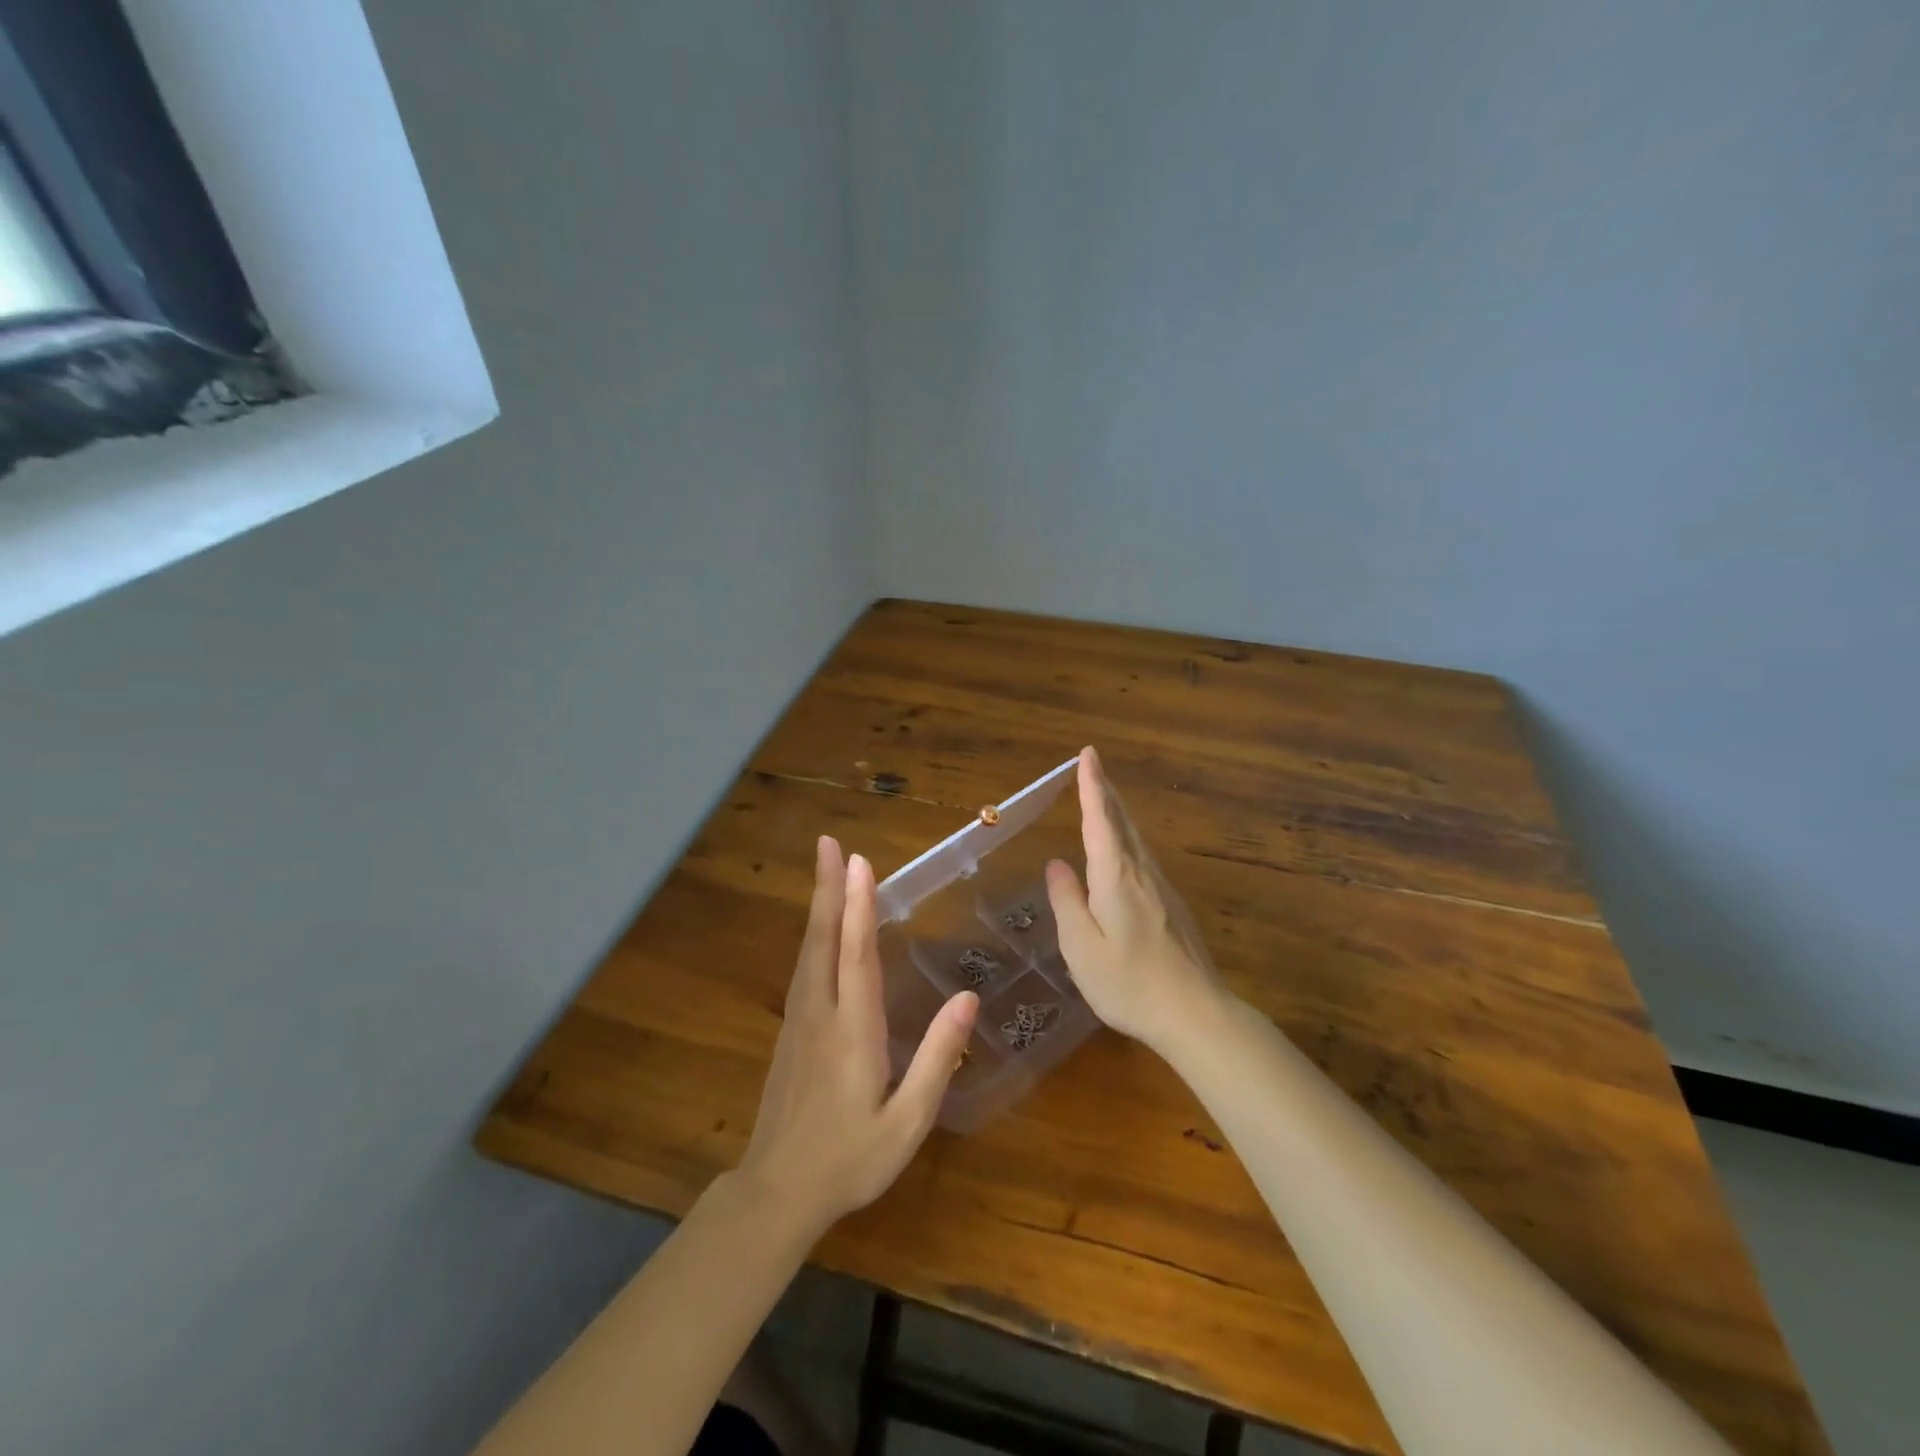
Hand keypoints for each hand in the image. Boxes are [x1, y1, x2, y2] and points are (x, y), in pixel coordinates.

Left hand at [737, 838, 978, 1238]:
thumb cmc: (850, 1159)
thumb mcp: (906, 1121)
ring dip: (819, 904)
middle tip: (828, 844)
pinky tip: (821, 924)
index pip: (856, 956)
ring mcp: (799, 1019)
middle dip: (829, 888)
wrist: (777, 1191)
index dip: (860, 906)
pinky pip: (803, 967)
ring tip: (826, 867)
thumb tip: (968, 998)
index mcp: (852, 1032)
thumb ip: (937, 1059)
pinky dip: (814, 934)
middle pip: (823, 939)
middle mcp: (820, 1013)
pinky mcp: (790, 1029)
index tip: (860, 863)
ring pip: (809, 949)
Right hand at [1045, 747, 1230, 1054]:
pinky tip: (1121, 849)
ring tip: (1102, 796)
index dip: (1092, 786)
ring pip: (1136, 838)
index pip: (1100, 820)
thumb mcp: (1081, 947)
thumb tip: (1056, 864)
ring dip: (1117, 811)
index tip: (1088, 754)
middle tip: (1093, 764)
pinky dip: (1126, 837)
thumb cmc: (1130, 983)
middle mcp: (1141, 873)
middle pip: (1123, 821)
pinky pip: (1143, 857)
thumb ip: (1067, 901)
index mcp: (1116, 877)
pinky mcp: (1172, 906)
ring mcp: (1162, 888)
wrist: (1196, 1014)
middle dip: (1106, 790)